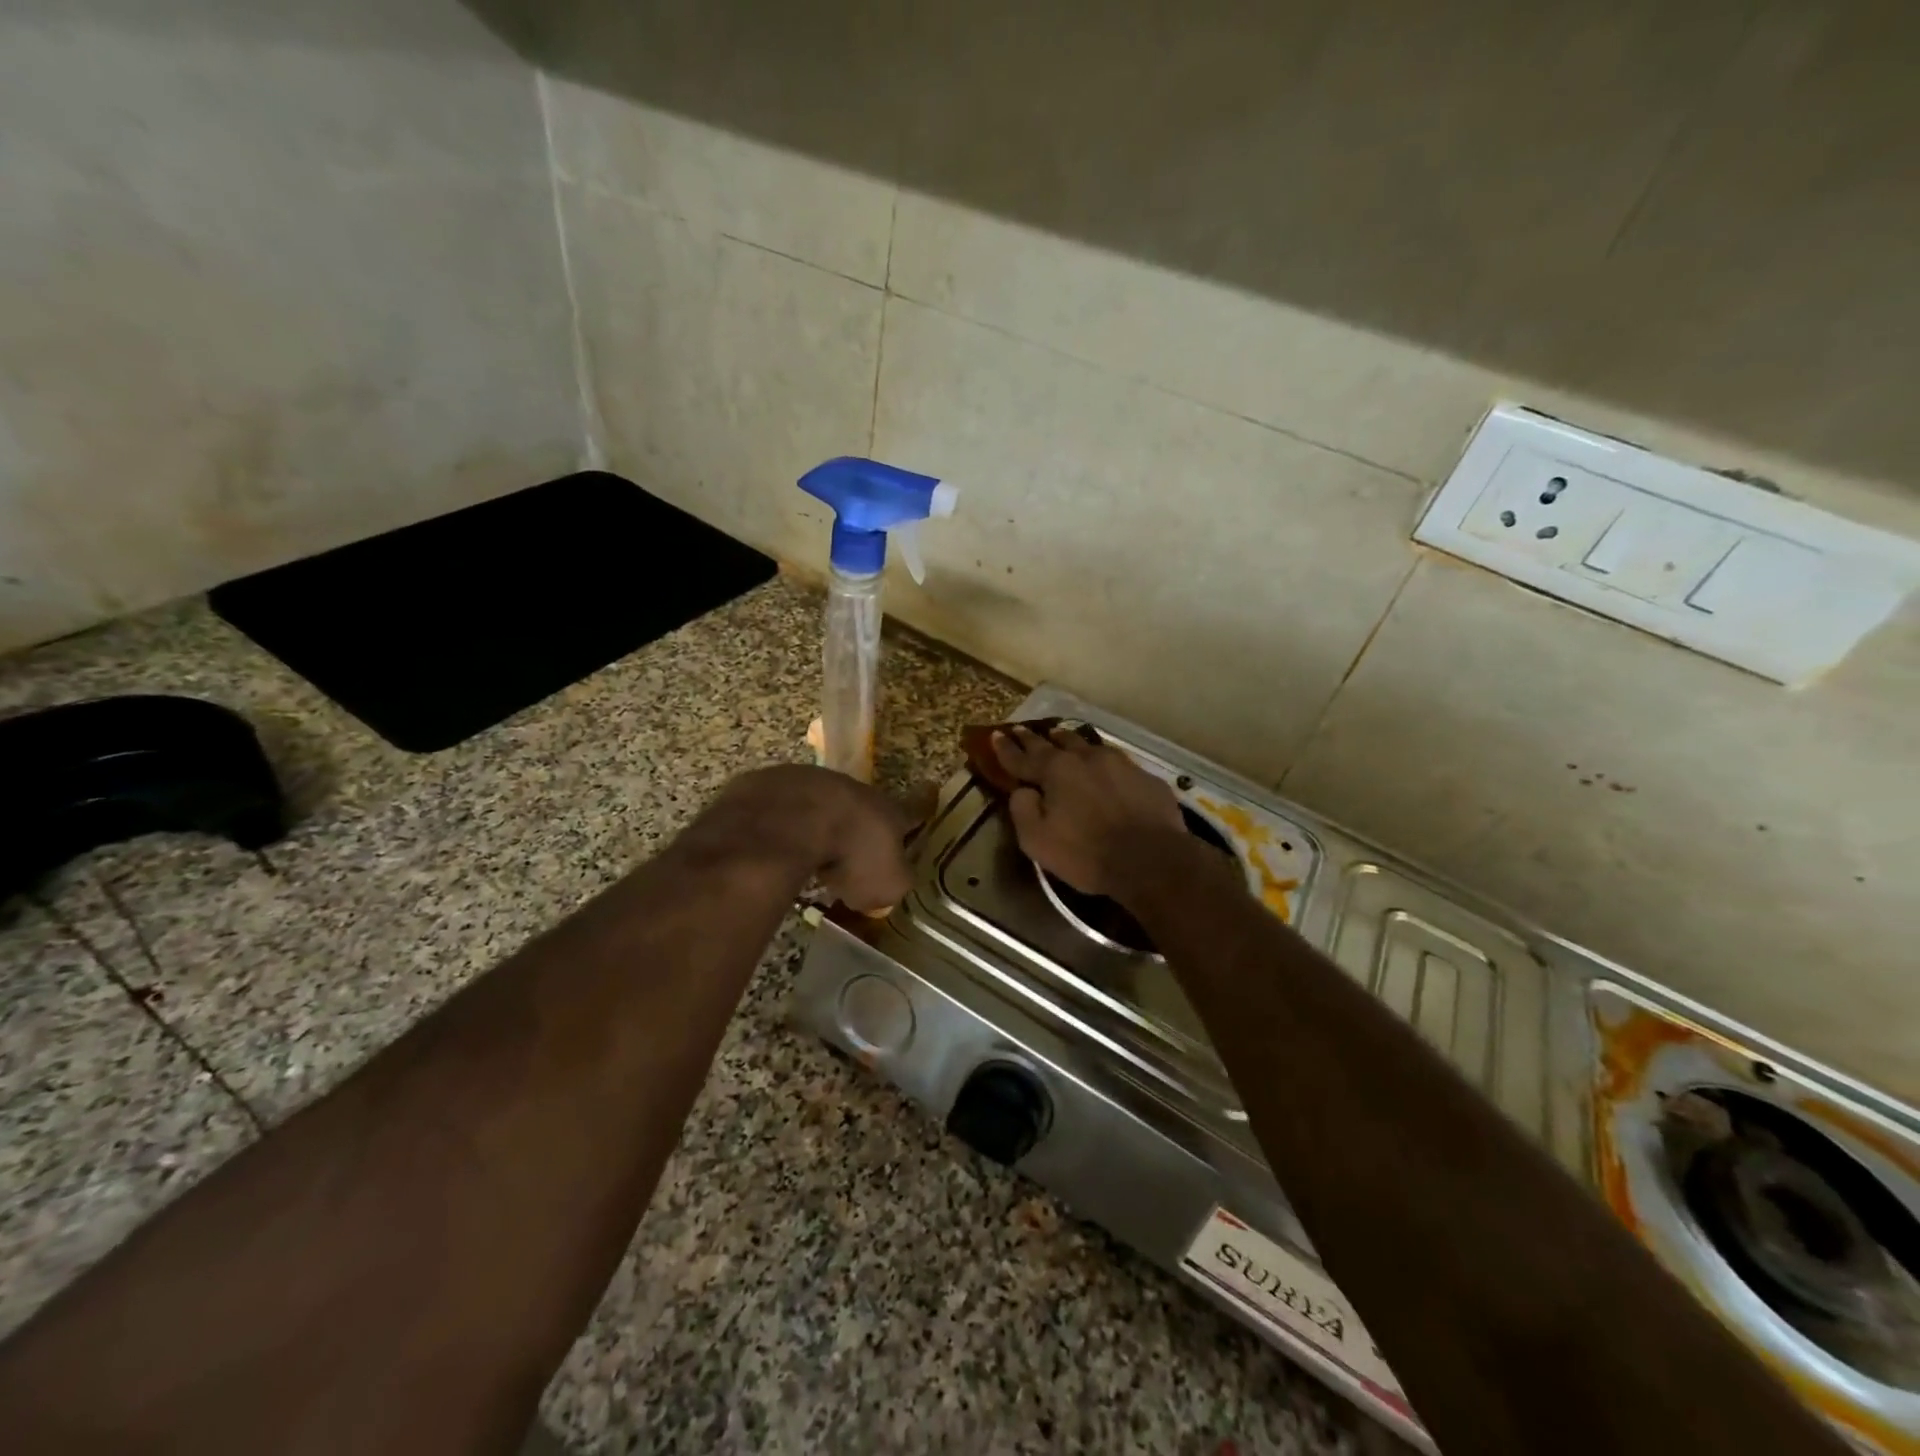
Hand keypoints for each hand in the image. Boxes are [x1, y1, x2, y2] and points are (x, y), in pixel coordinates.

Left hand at [705, 765, 911, 911]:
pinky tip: (772, 849)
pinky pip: (780, 809)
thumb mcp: (886, 884)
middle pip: (861, 806)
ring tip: (808, 854)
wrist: (790, 821)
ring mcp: (808, 783)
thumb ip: (892, 882)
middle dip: (859, 825)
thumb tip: (887, 883)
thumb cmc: (850, 855)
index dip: (922, 804)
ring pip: (819, 804)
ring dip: (817, 824)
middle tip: (853, 851)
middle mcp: (851, 790)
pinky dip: (780, 827)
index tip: (931, 789)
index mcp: (887, 811)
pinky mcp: (767, 786)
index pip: (913, 808)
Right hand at [992, 725, 1184, 897]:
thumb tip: (1022, 791)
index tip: (995, 736)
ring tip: (1061, 738)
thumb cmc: (1087, 853)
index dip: (1006, 748)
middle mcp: (1085, 758)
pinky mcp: (1144, 777)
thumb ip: (1022, 810)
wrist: (1152, 860)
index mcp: (1055, 771)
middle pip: (1055, 742)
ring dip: (1069, 742)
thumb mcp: (1037, 841)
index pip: (1022, 757)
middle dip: (1035, 738)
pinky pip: (1115, 763)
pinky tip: (1103, 767)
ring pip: (1087, 745)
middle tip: (1022, 731)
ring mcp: (1118, 764)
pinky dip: (1100, 762)